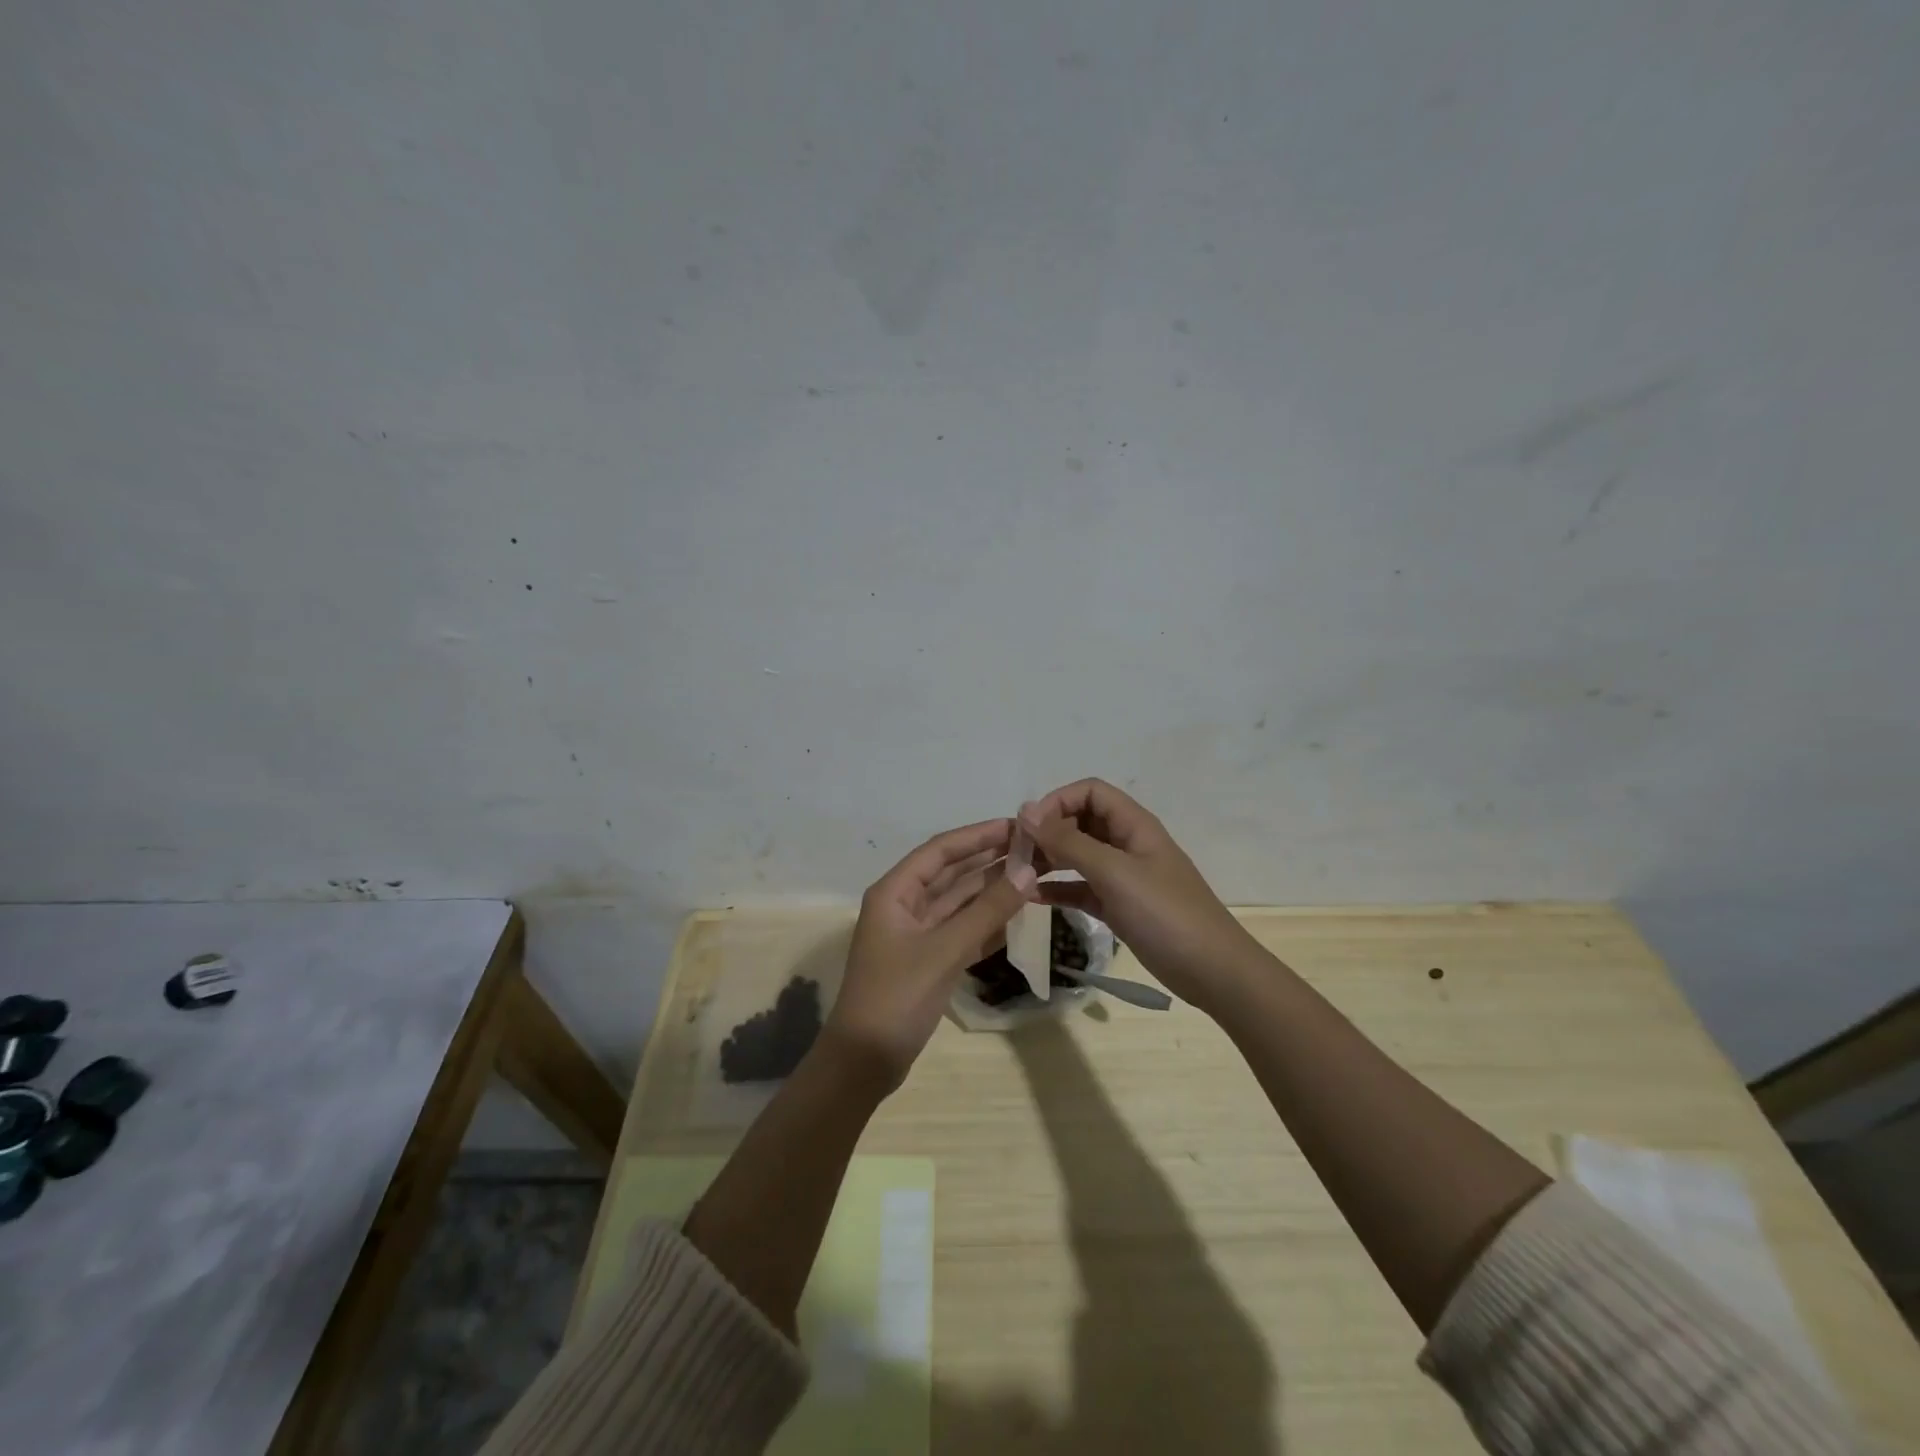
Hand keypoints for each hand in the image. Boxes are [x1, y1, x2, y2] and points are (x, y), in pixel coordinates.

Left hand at [828, 818, 1027, 1089]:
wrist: (864, 1062)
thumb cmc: (896, 997)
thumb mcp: (944, 950)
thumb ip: (987, 911)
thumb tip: (1027, 873)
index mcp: (895, 893)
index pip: (940, 851)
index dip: (977, 836)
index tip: (1016, 826)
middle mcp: (904, 906)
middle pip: (951, 874)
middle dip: (988, 860)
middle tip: (1032, 849)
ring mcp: (916, 934)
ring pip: (959, 903)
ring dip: (991, 891)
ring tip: (1032, 876)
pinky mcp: (928, 960)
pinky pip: (961, 931)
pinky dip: (986, 923)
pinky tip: (1016, 917)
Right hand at [1018, 779, 1265, 1012]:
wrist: (1212, 971)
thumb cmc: (1165, 913)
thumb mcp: (1114, 872)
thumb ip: (1069, 842)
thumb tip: (1026, 811)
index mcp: (1133, 824)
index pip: (1090, 792)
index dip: (1058, 801)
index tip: (1029, 827)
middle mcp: (1126, 843)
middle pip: (1080, 821)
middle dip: (1047, 831)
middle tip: (1016, 854)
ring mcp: (1123, 876)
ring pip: (1077, 855)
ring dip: (1048, 859)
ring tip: (1017, 874)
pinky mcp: (1118, 906)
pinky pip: (1081, 887)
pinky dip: (1058, 888)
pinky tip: (1032, 898)